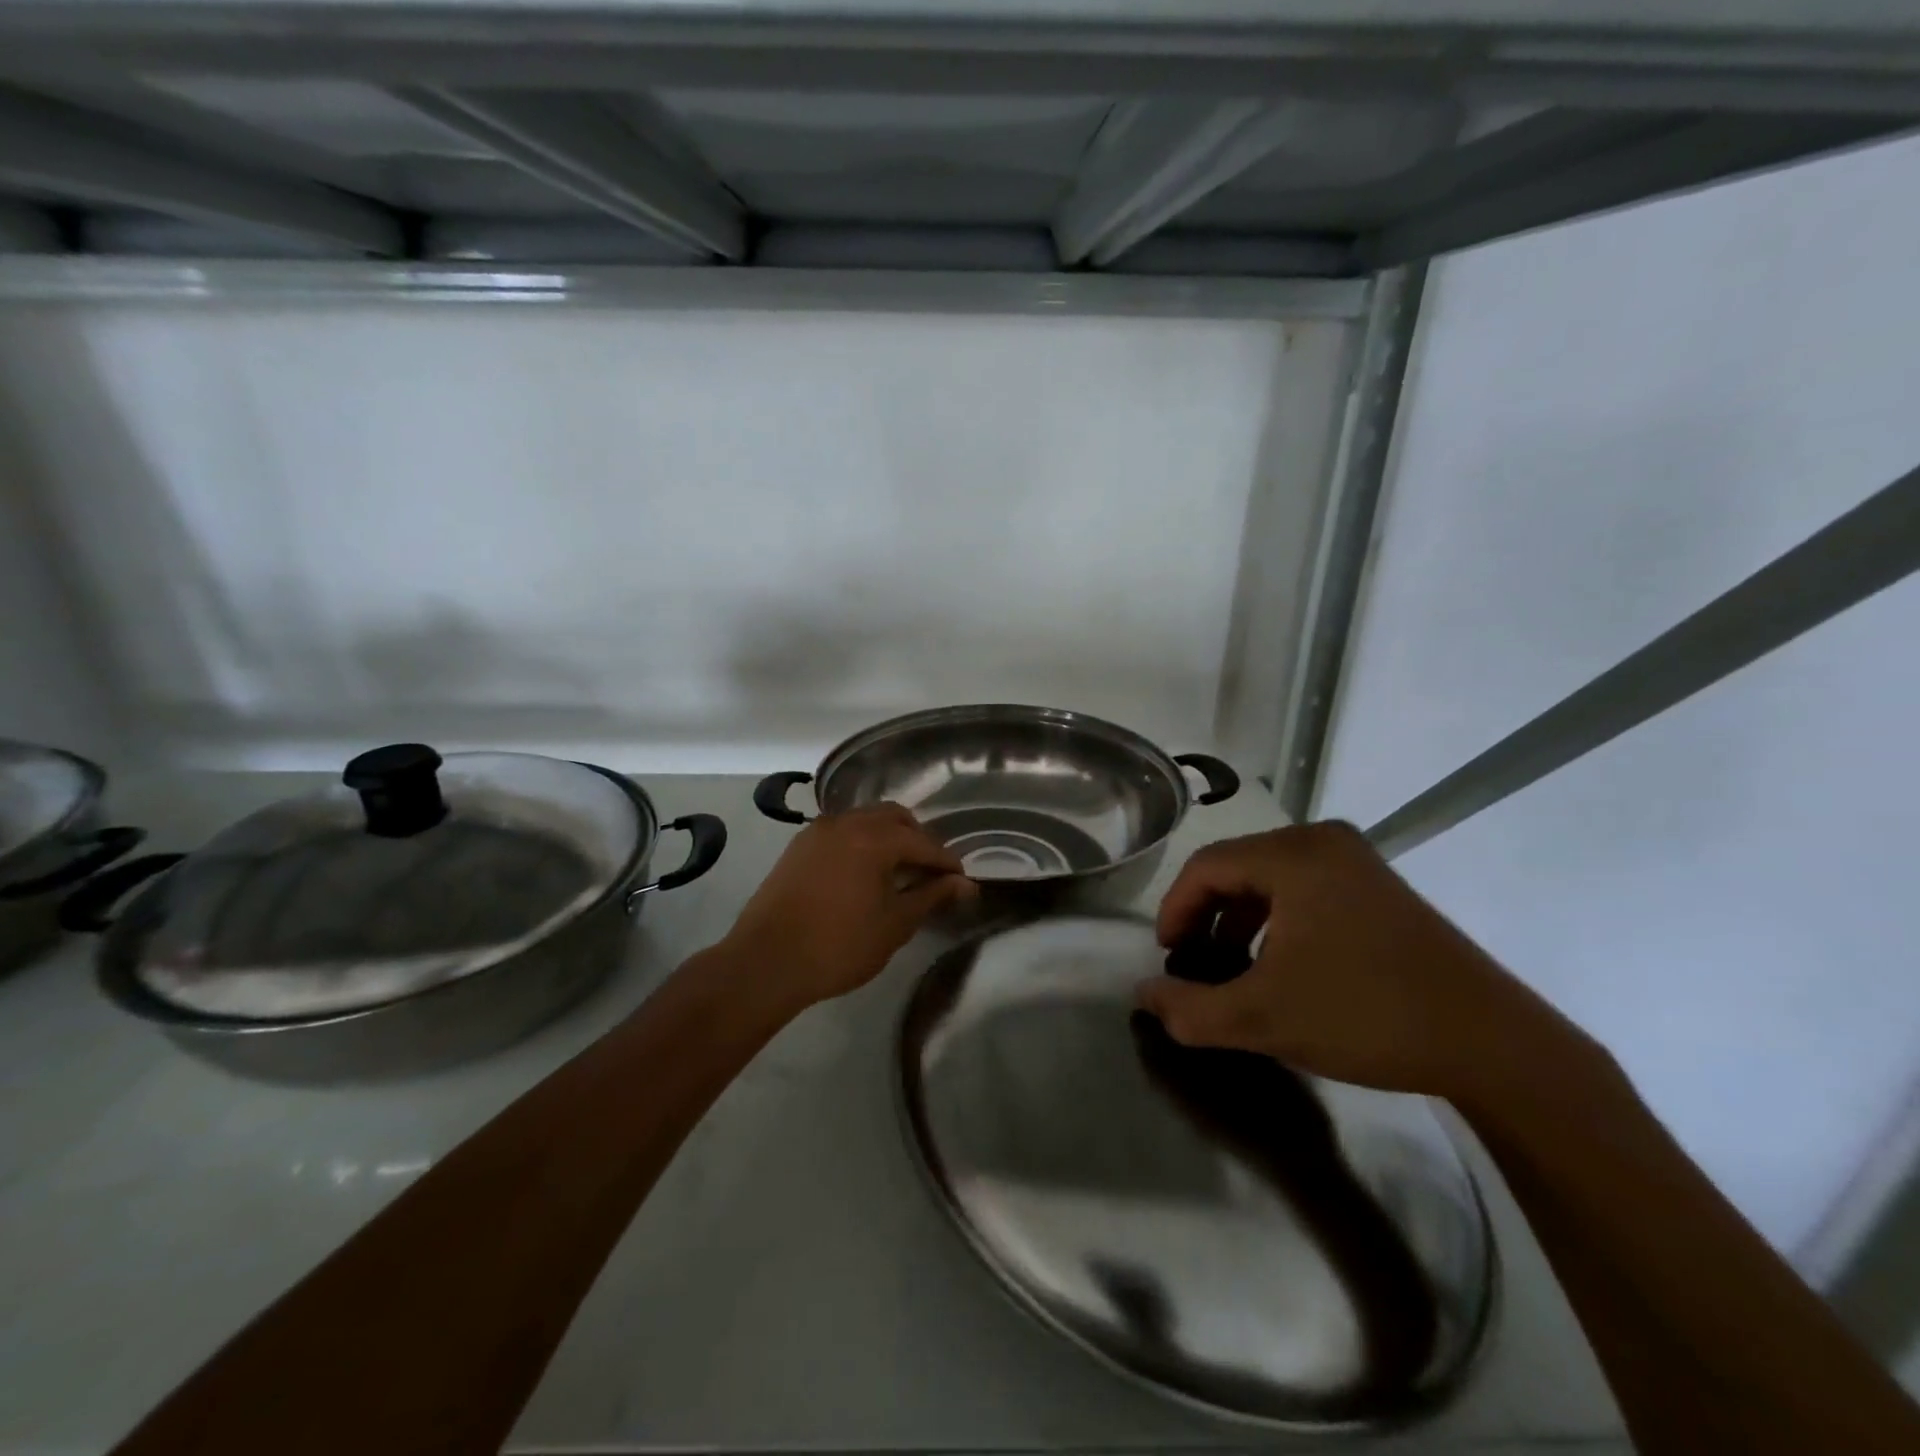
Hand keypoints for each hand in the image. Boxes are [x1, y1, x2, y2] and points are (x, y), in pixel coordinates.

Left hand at [721, 804, 975, 1013]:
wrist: (765, 962)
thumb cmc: (838, 946)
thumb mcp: (894, 924)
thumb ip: (931, 897)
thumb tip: (965, 884)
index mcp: (874, 837)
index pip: (923, 842)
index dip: (946, 862)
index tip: (961, 881)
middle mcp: (846, 822)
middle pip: (894, 817)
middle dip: (917, 839)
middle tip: (929, 872)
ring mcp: (818, 831)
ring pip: (865, 819)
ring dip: (887, 837)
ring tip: (898, 873)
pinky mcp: (799, 846)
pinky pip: (841, 831)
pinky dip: (861, 842)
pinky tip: (863, 873)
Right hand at [1139, 821, 1583, 1103]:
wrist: (1493, 1045)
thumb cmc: (1366, 1016)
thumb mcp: (1263, 1019)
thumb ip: (1190, 1010)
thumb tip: (1143, 996)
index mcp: (1294, 855)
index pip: (1207, 867)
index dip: (1175, 911)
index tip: (1168, 958)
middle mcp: (1323, 841)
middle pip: (1237, 867)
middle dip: (1206, 916)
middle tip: (1195, 964)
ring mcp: (1357, 861)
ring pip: (1270, 878)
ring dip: (1240, 920)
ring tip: (1233, 969)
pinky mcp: (1379, 886)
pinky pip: (1304, 888)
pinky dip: (1277, 920)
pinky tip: (1281, 965)